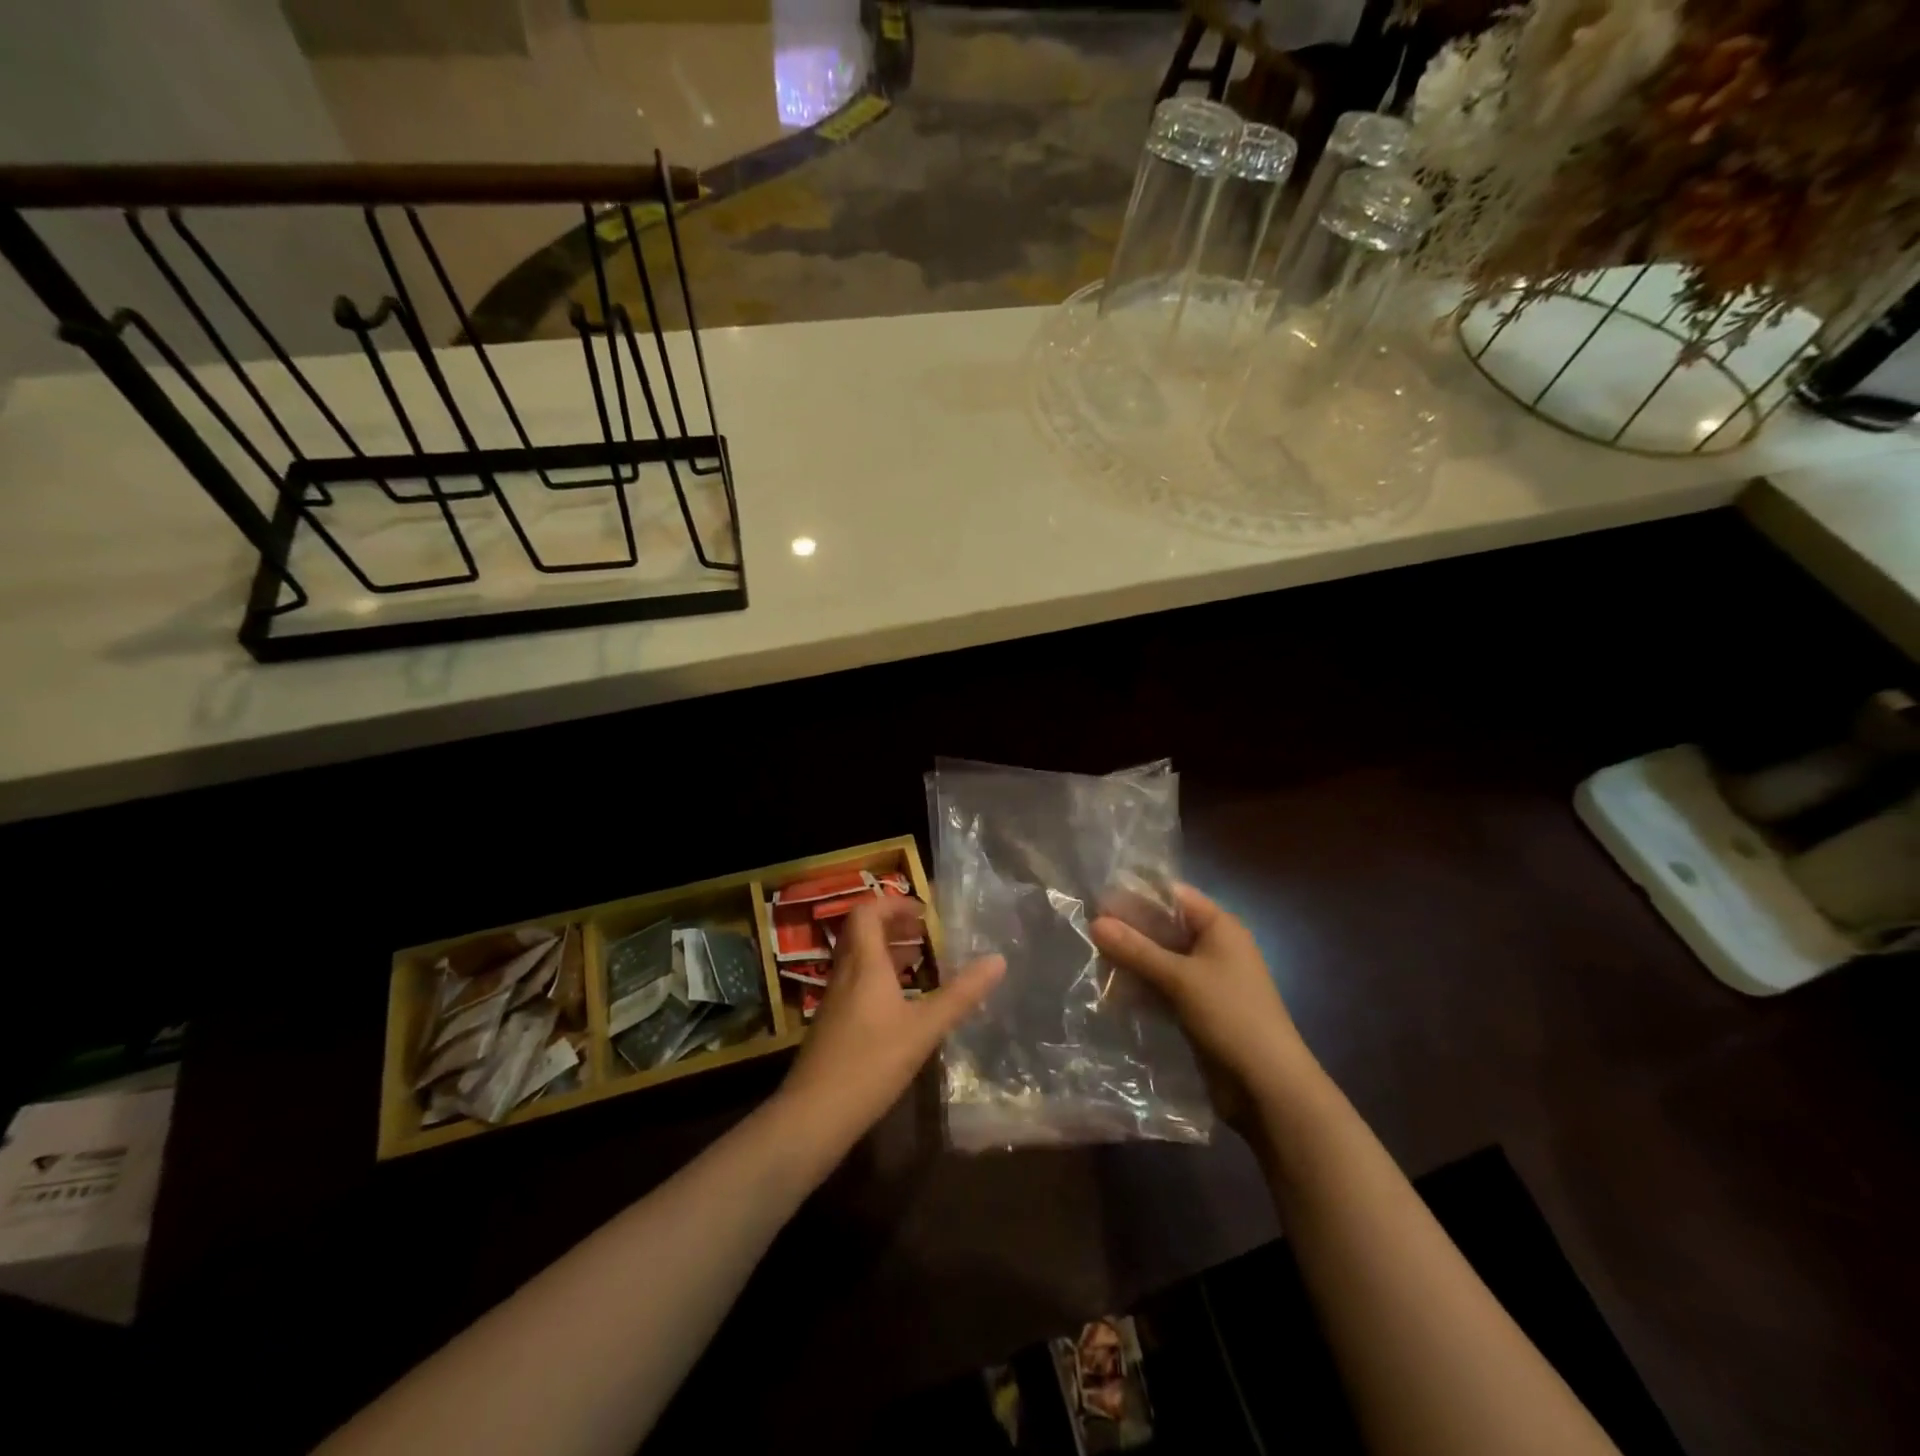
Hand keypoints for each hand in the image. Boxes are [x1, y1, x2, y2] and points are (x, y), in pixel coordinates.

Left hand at [778, 897, 1004, 1151]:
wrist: (814, 1114)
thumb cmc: (871, 1063)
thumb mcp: (924, 1028)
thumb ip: (961, 995)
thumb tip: (998, 960)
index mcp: (864, 964)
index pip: (867, 912)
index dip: (893, 904)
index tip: (923, 912)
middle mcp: (845, 974)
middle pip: (861, 933)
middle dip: (893, 925)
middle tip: (925, 932)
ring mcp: (834, 1000)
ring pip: (858, 959)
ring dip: (886, 951)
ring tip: (919, 961)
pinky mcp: (832, 1024)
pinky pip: (855, 983)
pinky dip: (878, 978)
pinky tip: (900, 1004)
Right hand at [1090, 884, 1310, 1126]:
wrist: (1269, 1083)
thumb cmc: (1230, 1015)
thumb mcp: (1180, 978)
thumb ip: (1136, 949)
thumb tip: (1094, 921)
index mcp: (1220, 926)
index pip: (1173, 896)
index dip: (1137, 896)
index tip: (1098, 901)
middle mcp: (1215, 945)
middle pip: (1165, 927)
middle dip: (1130, 931)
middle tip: (1089, 933)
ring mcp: (1208, 977)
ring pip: (1162, 958)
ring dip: (1133, 961)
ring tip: (1094, 962)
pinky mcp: (1201, 1006)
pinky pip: (1166, 985)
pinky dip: (1144, 985)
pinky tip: (1114, 991)